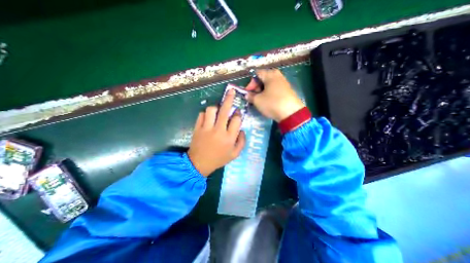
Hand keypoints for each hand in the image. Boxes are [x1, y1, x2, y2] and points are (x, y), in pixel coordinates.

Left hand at [187, 89, 245, 177]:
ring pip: (211, 110)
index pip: (236, 120)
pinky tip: (208, 117)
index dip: (238, 114)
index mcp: (229, 137)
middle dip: (229, 99)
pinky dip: (205, 114)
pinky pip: (201, 114)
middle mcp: (218, 130)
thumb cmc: (219, 159)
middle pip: (225, 111)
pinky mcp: (197, 128)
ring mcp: (206, 128)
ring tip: (218, 110)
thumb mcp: (235, 154)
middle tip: (231, 91)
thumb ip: (242, 141)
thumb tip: (242, 130)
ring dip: (216, 107)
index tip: (237, 112)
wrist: (199, 163)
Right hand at [246, 68, 304, 121]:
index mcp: (270, 74)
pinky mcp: (287, 90)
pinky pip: (275, 89)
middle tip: (254, 97)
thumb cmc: (272, 103)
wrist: (291, 113)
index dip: (250, 83)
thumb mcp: (257, 100)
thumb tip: (247, 95)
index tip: (248, 93)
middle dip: (256, 88)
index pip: (256, 74)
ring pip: (269, 84)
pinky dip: (269, 93)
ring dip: (262, 91)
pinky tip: (268, 101)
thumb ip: (250, 96)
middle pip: (263, 79)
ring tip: (260, 100)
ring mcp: (284, 83)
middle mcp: (278, 76)